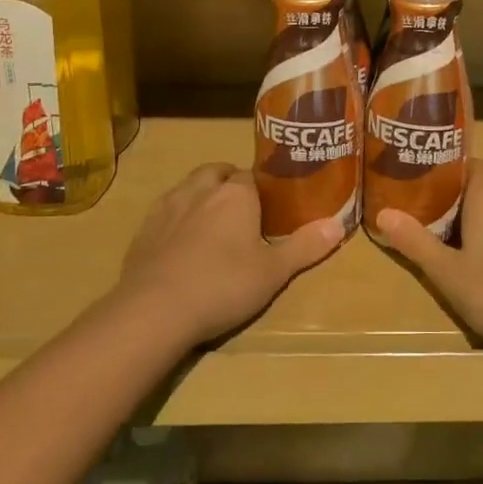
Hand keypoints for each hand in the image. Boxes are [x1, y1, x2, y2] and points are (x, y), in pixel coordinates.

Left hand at [116, 163, 343, 345]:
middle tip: (243, 210)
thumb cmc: (222, 285)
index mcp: (235, 193)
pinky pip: (165, 211)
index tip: (271, 206)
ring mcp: (167, 207)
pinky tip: (181, 243)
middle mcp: (200, 189)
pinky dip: (176, 218)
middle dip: (229, 182)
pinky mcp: (143, 230)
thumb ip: (305, 246)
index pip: (253, 175)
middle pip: (217, 172)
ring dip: (201, 195)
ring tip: (212, 222)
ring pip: (189, 187)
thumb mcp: (273, 272)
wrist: (154, 311)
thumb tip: (339, 224)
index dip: (263, 188)